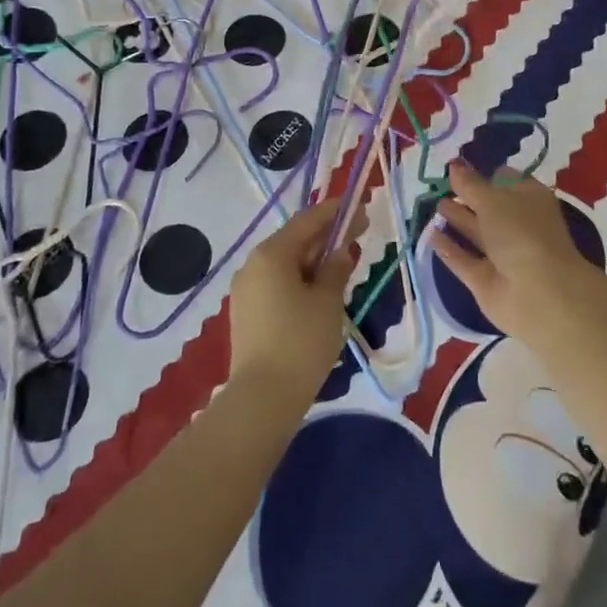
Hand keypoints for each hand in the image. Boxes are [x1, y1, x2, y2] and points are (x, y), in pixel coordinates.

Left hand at [228, 194, 368, 395]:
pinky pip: (277, 284)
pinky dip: (300, 280)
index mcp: (271, 254)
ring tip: (343, 265)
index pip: (308, 221)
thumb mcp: (328, 301)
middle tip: (358, 235)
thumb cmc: (301, 341)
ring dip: (314, 261)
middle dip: (326, 237)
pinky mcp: (246, 313)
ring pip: (285, 264)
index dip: (336, 212)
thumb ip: (336, 268)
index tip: (360, 208)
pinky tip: (319, 292)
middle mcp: (252, 264)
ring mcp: (245, 290)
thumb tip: (339, 251)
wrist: (262, 398)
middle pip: (295, 240)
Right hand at [427, 160, 606, 345]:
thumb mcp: (493, 199)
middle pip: (488, 206)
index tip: (458, 168)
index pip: (505, 179)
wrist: (539, 294)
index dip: (484, 173)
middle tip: (438, 185)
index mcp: (529, 199)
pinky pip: (464, 259)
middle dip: (466, 196)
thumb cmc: (521, 233)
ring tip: (433, 205)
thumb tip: (454, 164)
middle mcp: (517, 224)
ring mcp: (502, 254)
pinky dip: (449, 247)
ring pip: (475, 232)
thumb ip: (469, 184)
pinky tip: (429, 234)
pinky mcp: (486, 279)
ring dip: (456, 218)